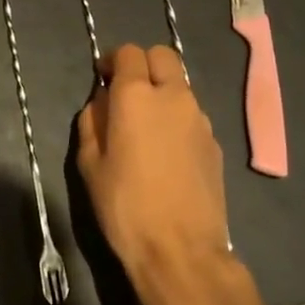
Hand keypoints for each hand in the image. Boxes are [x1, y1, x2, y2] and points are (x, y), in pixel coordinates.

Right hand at [76, 44, 242, 304]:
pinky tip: (167, 152)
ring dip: (163, 92)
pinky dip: (177, 119)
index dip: (113, 60)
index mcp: (136, 95)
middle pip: (162, 56)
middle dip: (143, 64)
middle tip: (127, 92)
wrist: (181, 252)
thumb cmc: (125, 206)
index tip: (103, 78)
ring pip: (180, 85)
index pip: (128, 52)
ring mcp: (200, 119)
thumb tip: (102, 102)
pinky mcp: (215, 143)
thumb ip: (92, 121)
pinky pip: (192, 115)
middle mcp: (173, 96)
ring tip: (147, 126)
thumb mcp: (90, 164)